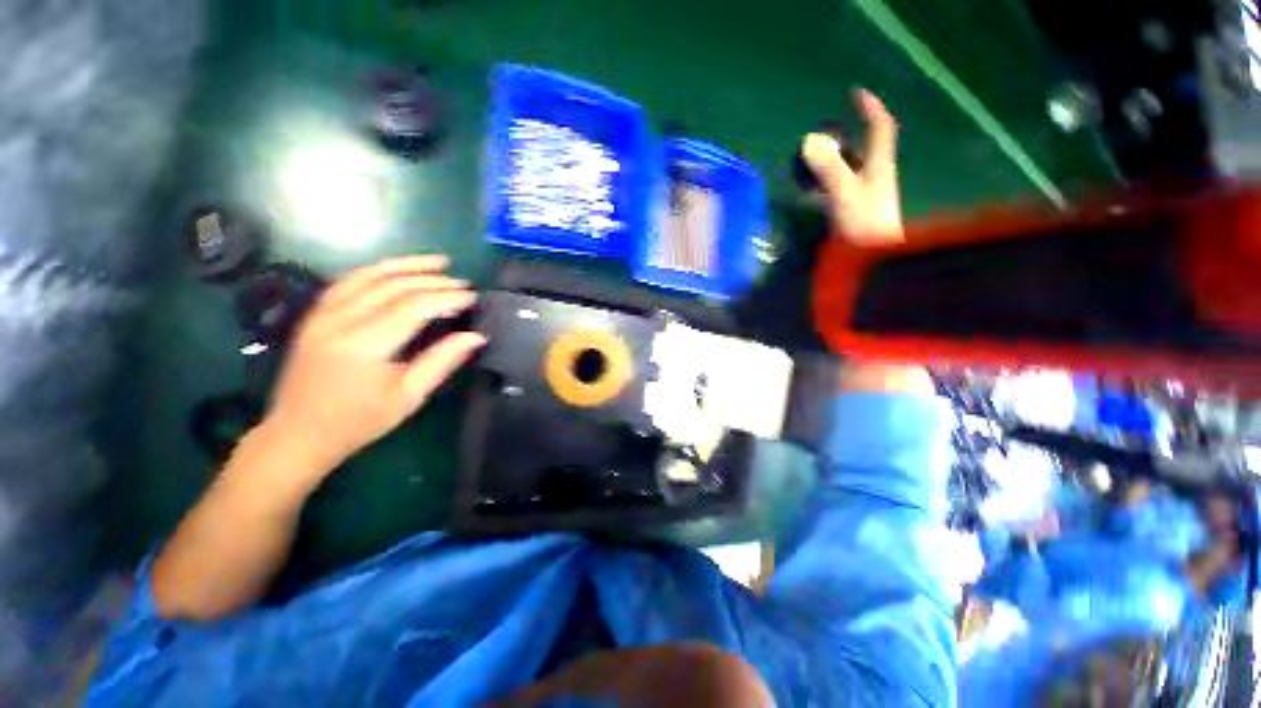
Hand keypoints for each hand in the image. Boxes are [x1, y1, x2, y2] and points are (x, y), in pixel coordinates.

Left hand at [260, 255, 484, 481]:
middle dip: (433, 281)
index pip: (413, 307)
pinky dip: (377, 270)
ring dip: (407, 265)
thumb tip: (475, 337)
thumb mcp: (408, 397)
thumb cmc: (359, 421)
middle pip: (393, 286)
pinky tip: (397, 269)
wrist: (298, 433)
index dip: (446, 298)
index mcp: (364, 345)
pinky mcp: (315, 314)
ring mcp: (322, 314)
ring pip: (369, 275)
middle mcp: (340, 321)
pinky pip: (348, 281)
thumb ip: (442, 361)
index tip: (472, 297)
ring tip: (438, 261)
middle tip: (463, 284)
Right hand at [801, 89, 901, 244]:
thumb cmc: (865, 225)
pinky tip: (808, 192)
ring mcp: (862, 196)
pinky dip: (822, 187)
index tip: (855, 92)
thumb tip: (808, 140)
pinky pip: (836, 191)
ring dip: (830, 162)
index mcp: (878, 165)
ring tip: (809, 160)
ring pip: (848, 170)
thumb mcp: (846, 192)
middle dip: (844, 136)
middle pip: (862, 148)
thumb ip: (828, 168)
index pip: (880, 127)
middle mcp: (873, 177)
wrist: (873, 261)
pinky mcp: (851, 213)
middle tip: (822, 133)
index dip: (870, 108)